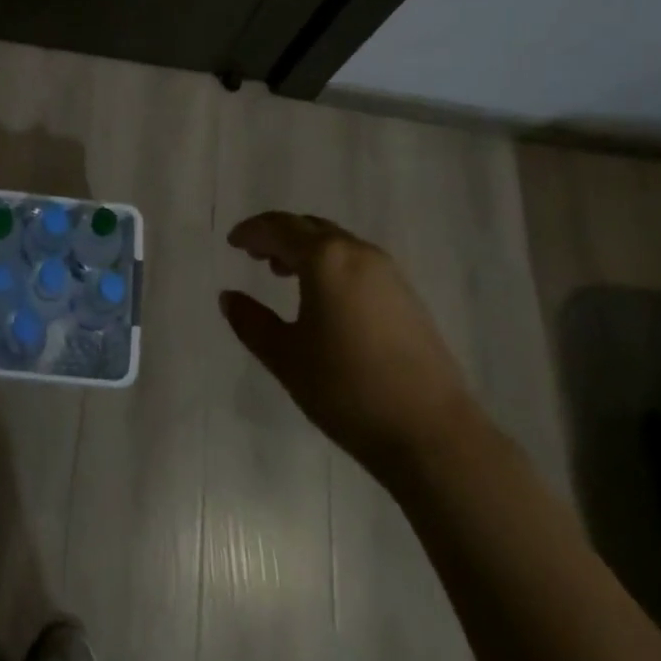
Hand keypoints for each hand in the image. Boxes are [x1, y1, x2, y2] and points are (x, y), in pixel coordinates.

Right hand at [220, 212, 474, 465]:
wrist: (432, 433)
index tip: (233, 242)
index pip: (280, 228)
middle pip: (310, 228)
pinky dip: (332, 265)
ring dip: (307, 249)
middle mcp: (357, 252)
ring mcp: (388, 272)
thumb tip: (229, 297)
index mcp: (325, 258)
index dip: (253, 232)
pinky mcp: (407, 296)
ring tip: (285, 274)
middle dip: (280, 235)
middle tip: (256, 254)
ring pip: (337, 243)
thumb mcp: (287, 358)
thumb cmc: (348, 390)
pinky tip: (325, 299)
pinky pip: (358, 262)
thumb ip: (252, 322)